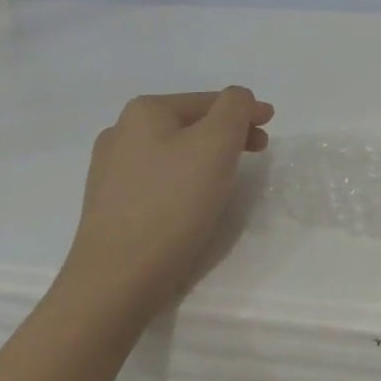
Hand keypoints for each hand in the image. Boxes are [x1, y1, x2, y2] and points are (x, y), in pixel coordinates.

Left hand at [63, 88, 273, 317]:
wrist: (115, 281)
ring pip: (175, 151)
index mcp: (145, 111)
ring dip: (207, 157)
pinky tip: (192, 202)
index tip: (271, 127)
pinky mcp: (109, 204)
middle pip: (192, 123)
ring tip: (227, 179)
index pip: (210, 100)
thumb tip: (238, 99)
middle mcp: (121, 132)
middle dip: (228, 134)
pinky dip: (183, 180)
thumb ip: (235, 107)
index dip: (246, 111)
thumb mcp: (217, 142)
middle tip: (257, 152)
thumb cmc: (173, 203)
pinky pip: (158, 178)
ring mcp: (110, 169)